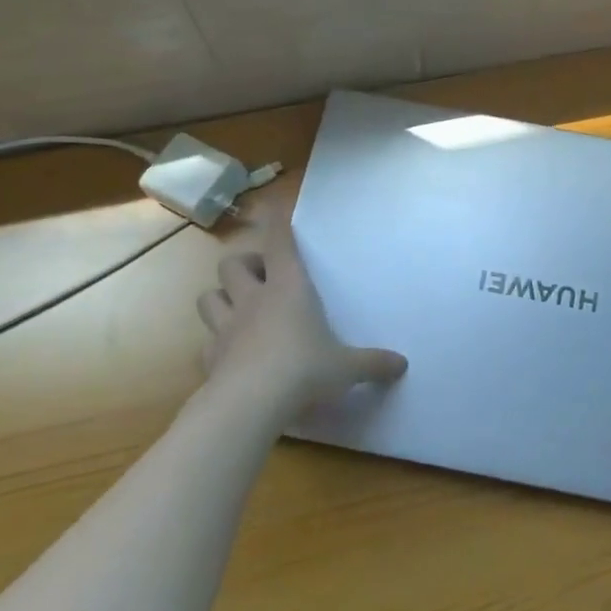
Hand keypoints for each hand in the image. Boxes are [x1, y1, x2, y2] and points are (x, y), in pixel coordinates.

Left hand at [197, 202, 406, 417]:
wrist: (251, 403)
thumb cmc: (305, 370)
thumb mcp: (346, 368)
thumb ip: (373, 363)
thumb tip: (402, 365)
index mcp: (288, 289)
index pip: (280, 244)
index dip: (277, 224)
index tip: (273, 207)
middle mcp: (253, 299)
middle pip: (232, 264)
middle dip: (245, 265)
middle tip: (262, 278)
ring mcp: (226, 327)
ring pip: (208, 296)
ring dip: (222, 297)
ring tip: (239, 309)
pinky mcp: (210, 357)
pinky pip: (207, 340)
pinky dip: (217, 342)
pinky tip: (232, 353)